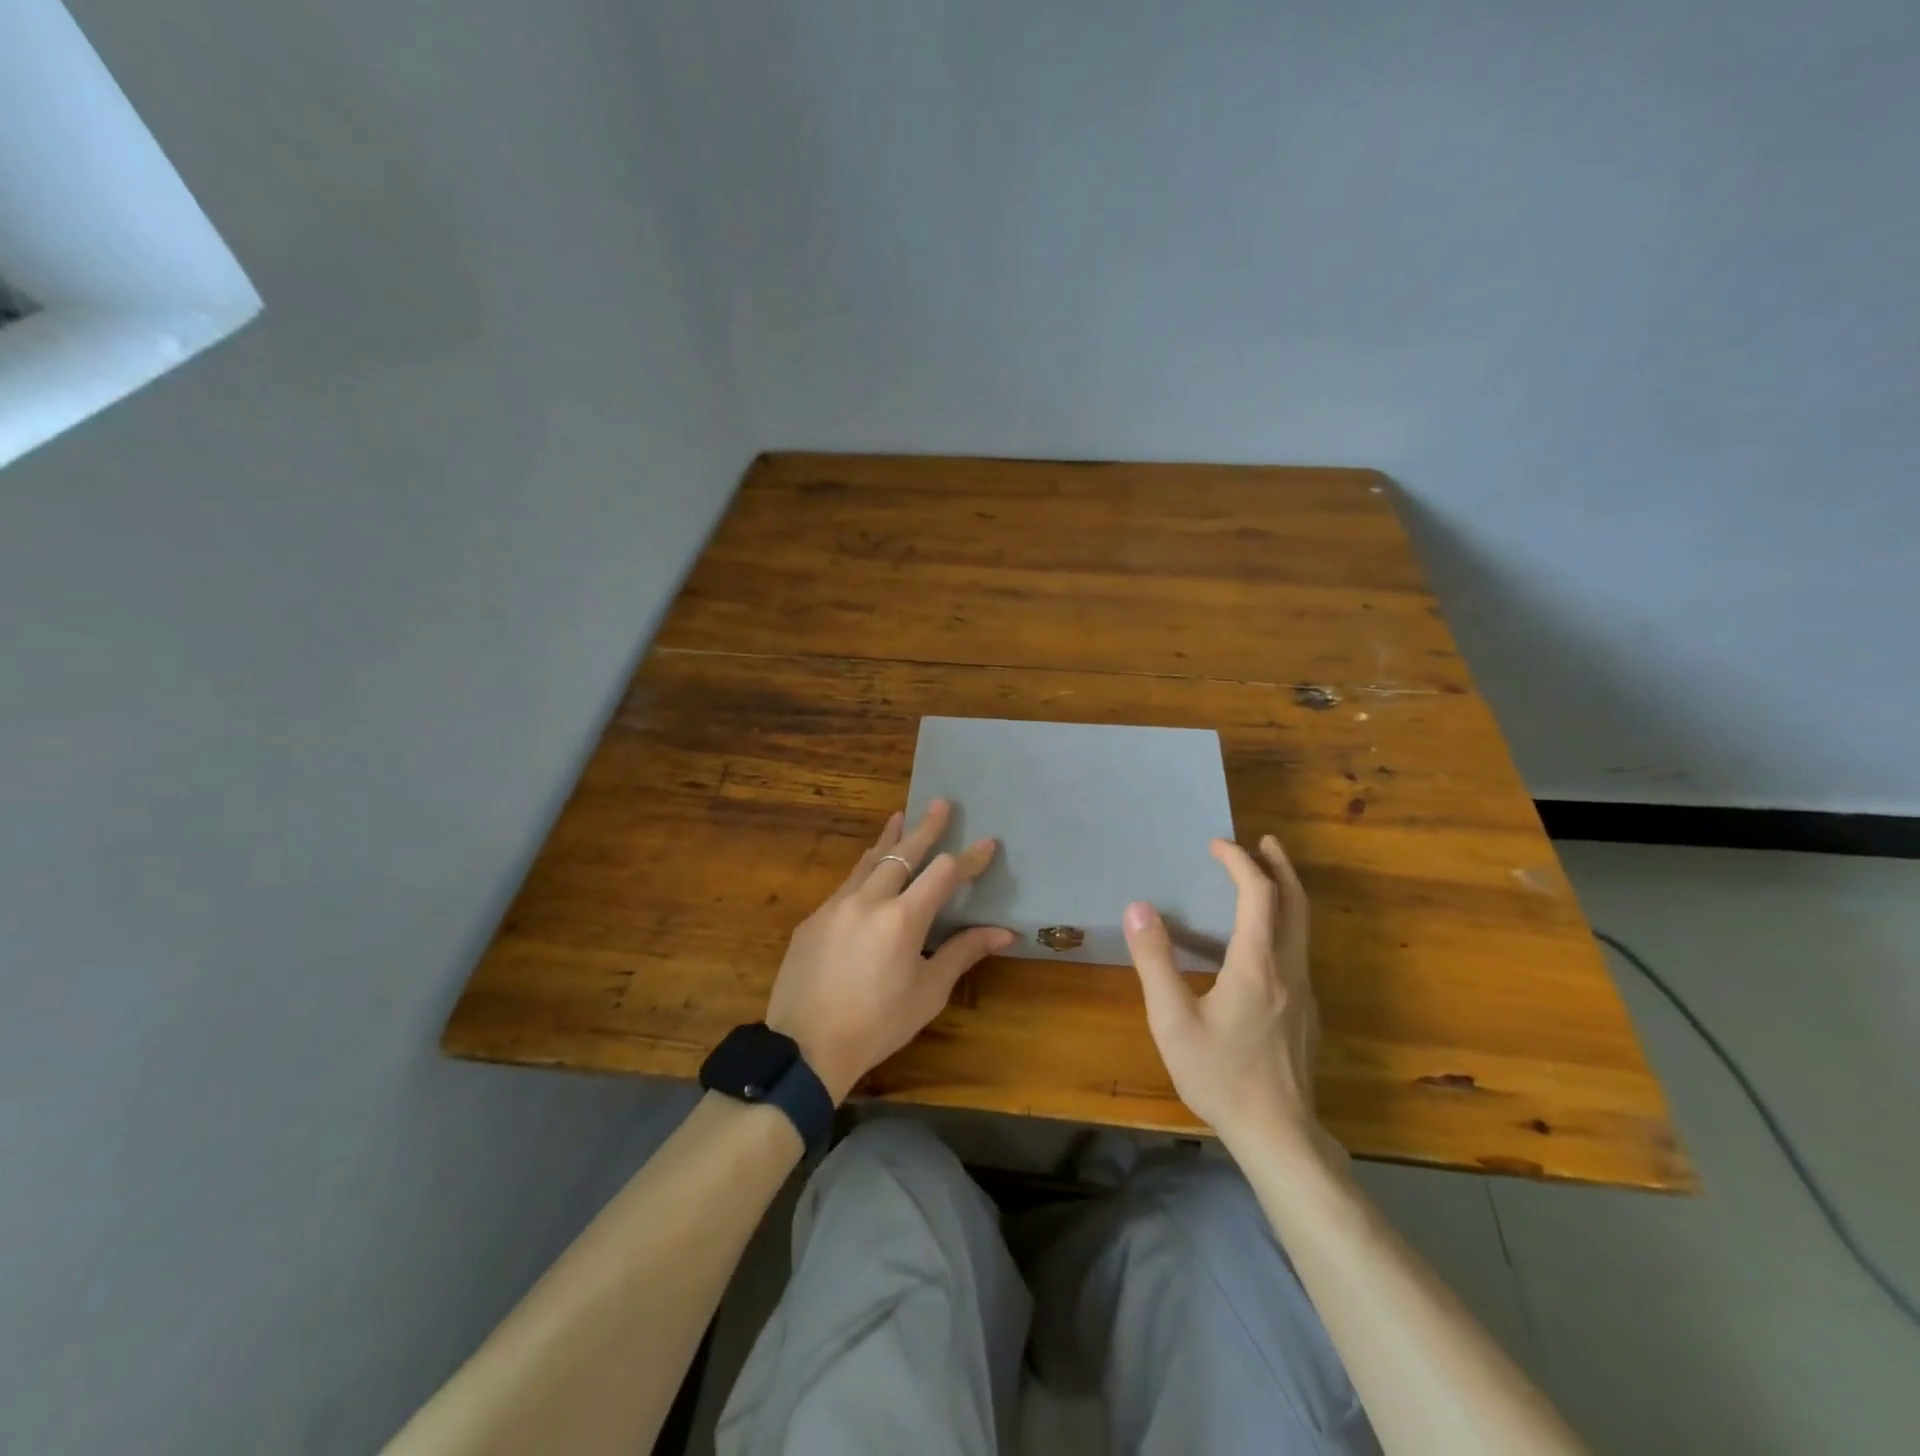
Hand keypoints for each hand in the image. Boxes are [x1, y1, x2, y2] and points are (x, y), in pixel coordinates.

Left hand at [765, 800, 1013, 1103]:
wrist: (805, 1047)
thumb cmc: (878, 1025)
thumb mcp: (928, 992)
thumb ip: (962, 953)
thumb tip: (1003, 932)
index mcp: (902, 919)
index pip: (943, 874)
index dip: (969, 858)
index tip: (987, 843)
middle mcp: (868, 901)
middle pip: (903, 853)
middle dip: (925, 827)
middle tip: (940, 803)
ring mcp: (835, 906)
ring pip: (868, 862)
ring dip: (889, 840)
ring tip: (899, 817)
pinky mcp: (813, 919)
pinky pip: (845, 886)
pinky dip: (864, 872)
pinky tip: (868, 875)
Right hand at [1123, 835, 1325, 1152]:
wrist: (1279, 1135)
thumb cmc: (1221, 1076)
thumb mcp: (1173, 1020)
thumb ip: (1155, 961)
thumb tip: (1138, 908)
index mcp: (1257, 964)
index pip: (1259, 894)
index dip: (1240, 862)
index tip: (1216, 845)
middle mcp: (1288, 969)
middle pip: (1296, 903)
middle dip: (1280, 867)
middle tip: (1263, 842)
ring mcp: (1303, 993)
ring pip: (1303, 928)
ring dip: (1285, 893)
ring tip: (1265, 878)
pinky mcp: (1306, 1013)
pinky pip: (1298, 950)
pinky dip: (1284, 923)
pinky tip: (1262, 940)